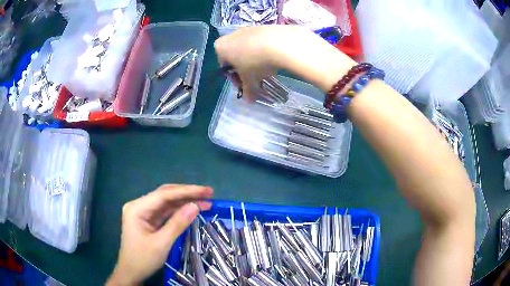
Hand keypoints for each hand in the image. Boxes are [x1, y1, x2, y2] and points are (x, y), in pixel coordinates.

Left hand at [106, 185, 212, 285]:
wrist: (131, 273)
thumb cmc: (143, 259)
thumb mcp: (161, 243)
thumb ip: (178, 224)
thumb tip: (196, 206)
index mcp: (137, 208)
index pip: (164, 194)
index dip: (187, 191)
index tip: (206, 191)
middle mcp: (139, 205)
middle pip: (165, 195)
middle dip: (187, 194)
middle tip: (208, 194)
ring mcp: (144, 213)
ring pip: (167, 203)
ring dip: (185, 202)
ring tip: (205, 202)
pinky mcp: (148, 220)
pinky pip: (165, 212)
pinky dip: (179, 211)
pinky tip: (191, 210)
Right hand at [214, 25, 354, 99]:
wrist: (285, 43)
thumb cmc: (260, 61)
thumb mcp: (251, 80)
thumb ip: (249, 90)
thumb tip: (250, 103)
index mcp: (223, 45)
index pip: (223, 63)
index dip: (234, 77)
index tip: (245, 86)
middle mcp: (235, 33)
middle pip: (237, 54)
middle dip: (245, 68)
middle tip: (257, 80)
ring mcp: (253, 28)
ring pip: (252, 47)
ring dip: (258, 60)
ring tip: (269, 71)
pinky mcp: (270, 26)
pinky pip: (265, 41)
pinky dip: (269, 51)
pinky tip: (278, 59)